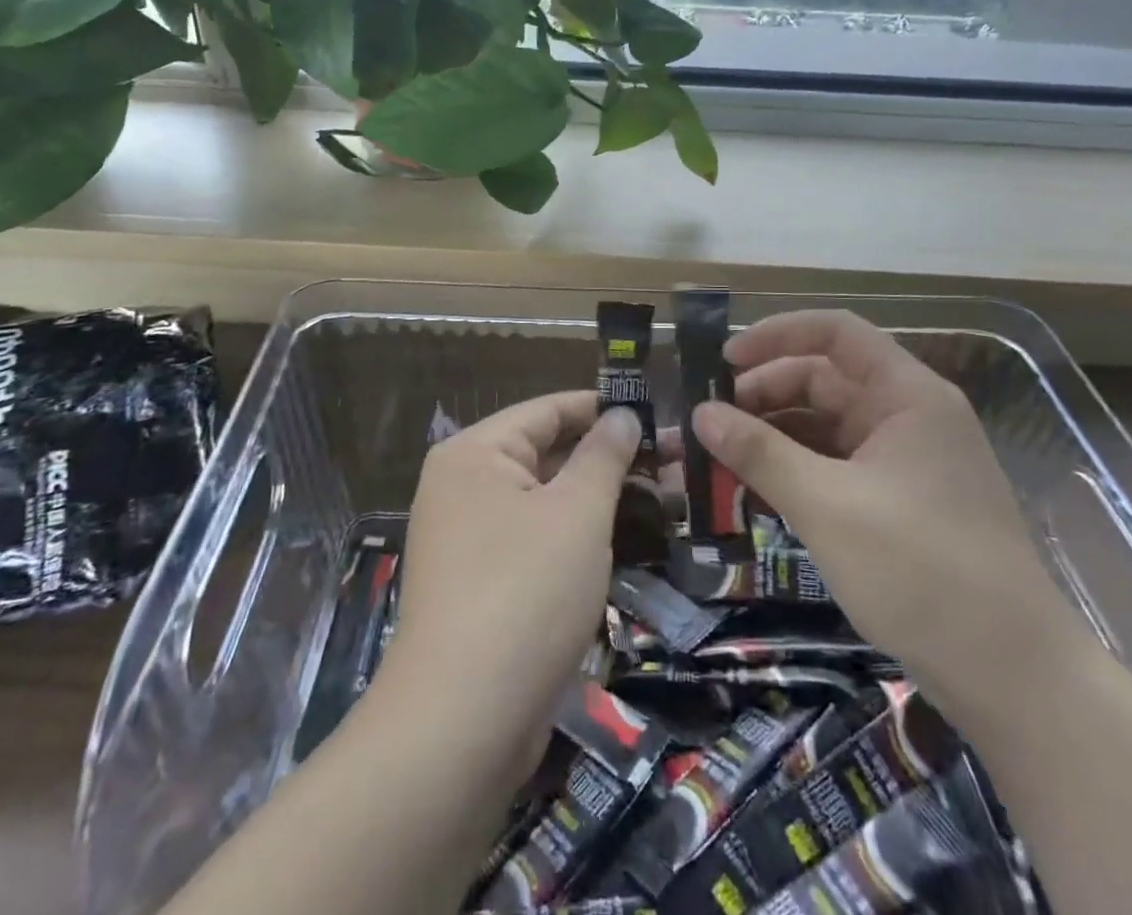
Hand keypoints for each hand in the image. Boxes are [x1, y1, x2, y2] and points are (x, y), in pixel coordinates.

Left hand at [373, 391, 641, 788]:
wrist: (462, 723)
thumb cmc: (525, 592)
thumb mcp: (577, 513)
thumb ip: (603, 455)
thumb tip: (622, 415)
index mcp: (474, 453)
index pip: (547, 411)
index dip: (602, 408)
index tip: (656, 412)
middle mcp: (461, 486)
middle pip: (543, 454)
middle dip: (605, 459)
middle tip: (670, 462)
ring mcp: (466, 538)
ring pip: (542, 501)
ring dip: (595, 500)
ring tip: (660, 500)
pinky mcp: (478, 585)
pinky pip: (532, 541)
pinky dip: (572, 537)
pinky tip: (619, 544)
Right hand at [693, 310, 1077, 716]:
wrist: (1013, 681)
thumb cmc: (920, 572)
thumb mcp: (827, 506)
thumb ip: (760, 453)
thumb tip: (699, 413)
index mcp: (906, 395)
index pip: (835, 333)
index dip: (776, 335)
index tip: (723, 361)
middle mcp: (907, 416)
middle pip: (823, 380)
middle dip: (761, 396)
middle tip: (706, 424)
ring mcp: (904, 461)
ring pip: (823, 427)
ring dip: (770, 438)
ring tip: (715, 460)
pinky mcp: (897, 502)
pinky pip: (834, 466)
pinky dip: (793, 471)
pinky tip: (752, 491)